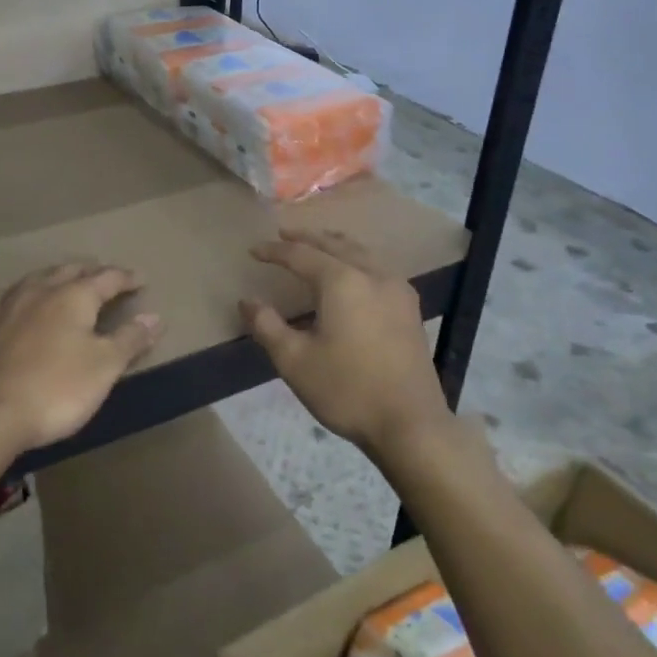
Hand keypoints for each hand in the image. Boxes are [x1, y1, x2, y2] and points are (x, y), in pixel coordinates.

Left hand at [0, 263, 162, 467]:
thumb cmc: (55, 389)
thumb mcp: (104, 367)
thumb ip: (130, 339)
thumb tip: (155, 317)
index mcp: (73, 296)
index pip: (106, 278)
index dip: (125, 278)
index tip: (139, 279)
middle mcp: (39, 291)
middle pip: (69, 271)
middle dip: (90, 271)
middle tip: (104, 276)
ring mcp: (5, 306)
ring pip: (35, 279)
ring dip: (55, 277)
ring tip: (63, 280)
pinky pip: (5, 298)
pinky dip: (22, 295)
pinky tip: (16, 302)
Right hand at [241, 229, 451, 456]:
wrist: (409, 423)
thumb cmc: (346, 390)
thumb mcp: (294, 361)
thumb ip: (267, 326)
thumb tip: (247, 302)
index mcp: (342, 282)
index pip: (301, 255)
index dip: (275, 252)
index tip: (254, 250)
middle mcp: (372, 274)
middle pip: (335, 244)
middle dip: (307, 238)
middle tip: (283, 234)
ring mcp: (397, 289)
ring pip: (361, 252)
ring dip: (335, 244)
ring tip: (317, 244)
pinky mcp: (410, 308)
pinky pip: (378, 268)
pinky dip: (356, 259)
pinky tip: (353, 273)